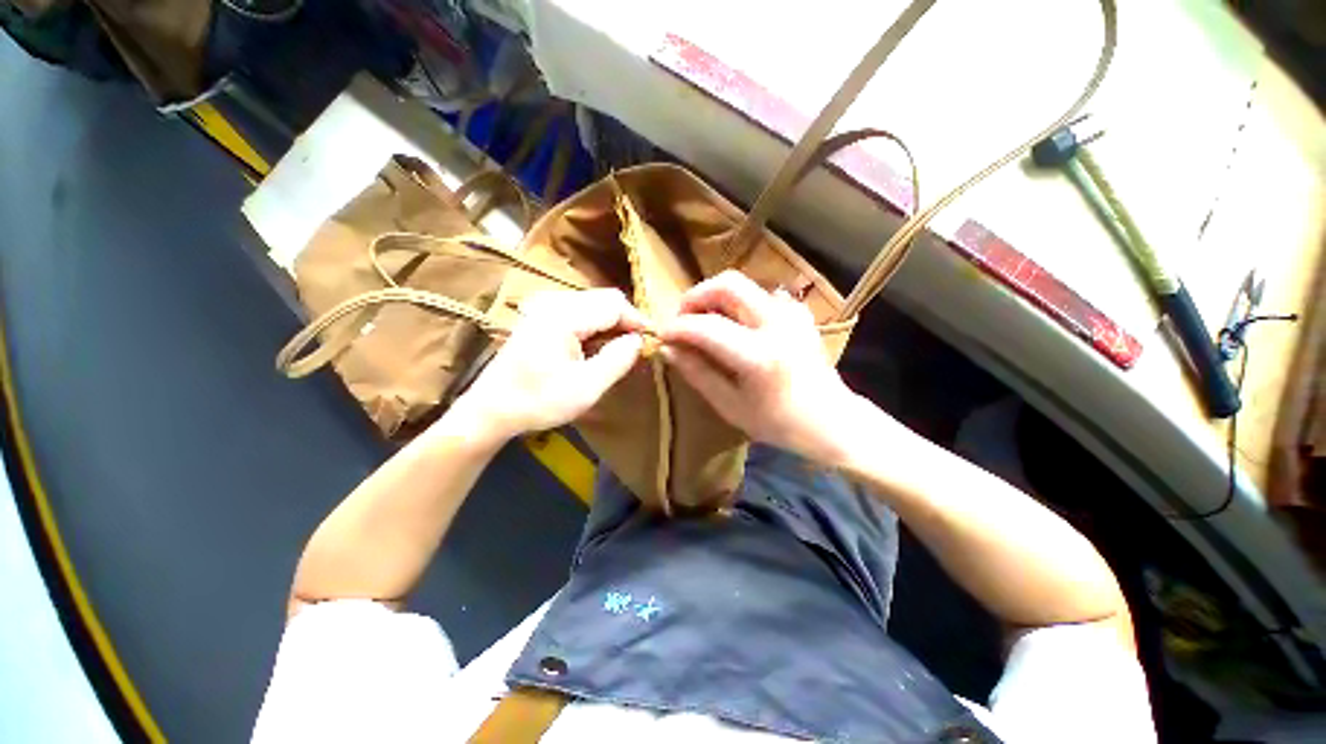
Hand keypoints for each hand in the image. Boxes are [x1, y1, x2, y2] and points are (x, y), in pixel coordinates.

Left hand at [453, 289, 646, 440]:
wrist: (492, 410)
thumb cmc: (538, 401)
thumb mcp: (586, 387)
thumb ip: (618, 360)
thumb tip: (639, 340)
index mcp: (563, 315)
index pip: (614, 304)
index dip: (638, 320)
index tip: (652, 342)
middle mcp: (554, 302)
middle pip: (605, 299)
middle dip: (626, 322)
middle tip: (638, 349)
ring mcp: (545, 307)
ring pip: (594, 305)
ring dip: (612, 325)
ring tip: (622, 351)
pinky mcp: (542, 317)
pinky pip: (581, 312)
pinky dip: (597, 327)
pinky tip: (599, 348)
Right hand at [659, 271, 871, 464]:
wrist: (831, 419)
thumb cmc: (778, 422)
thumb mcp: (730, 406)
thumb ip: (697, 374)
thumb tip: (668, 349)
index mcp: (759, 356)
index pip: (705, 327)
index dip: (677, 328)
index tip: (662, 336)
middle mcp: (777, 324)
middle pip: (727, 284)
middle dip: (695, 296)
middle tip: (683, 319)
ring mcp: (791, 312)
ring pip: (742, 284)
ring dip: (715, 298)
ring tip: (705, 324)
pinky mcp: (797, 311)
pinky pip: (758, 295)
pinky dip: (737, 304)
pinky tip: (734, 327)